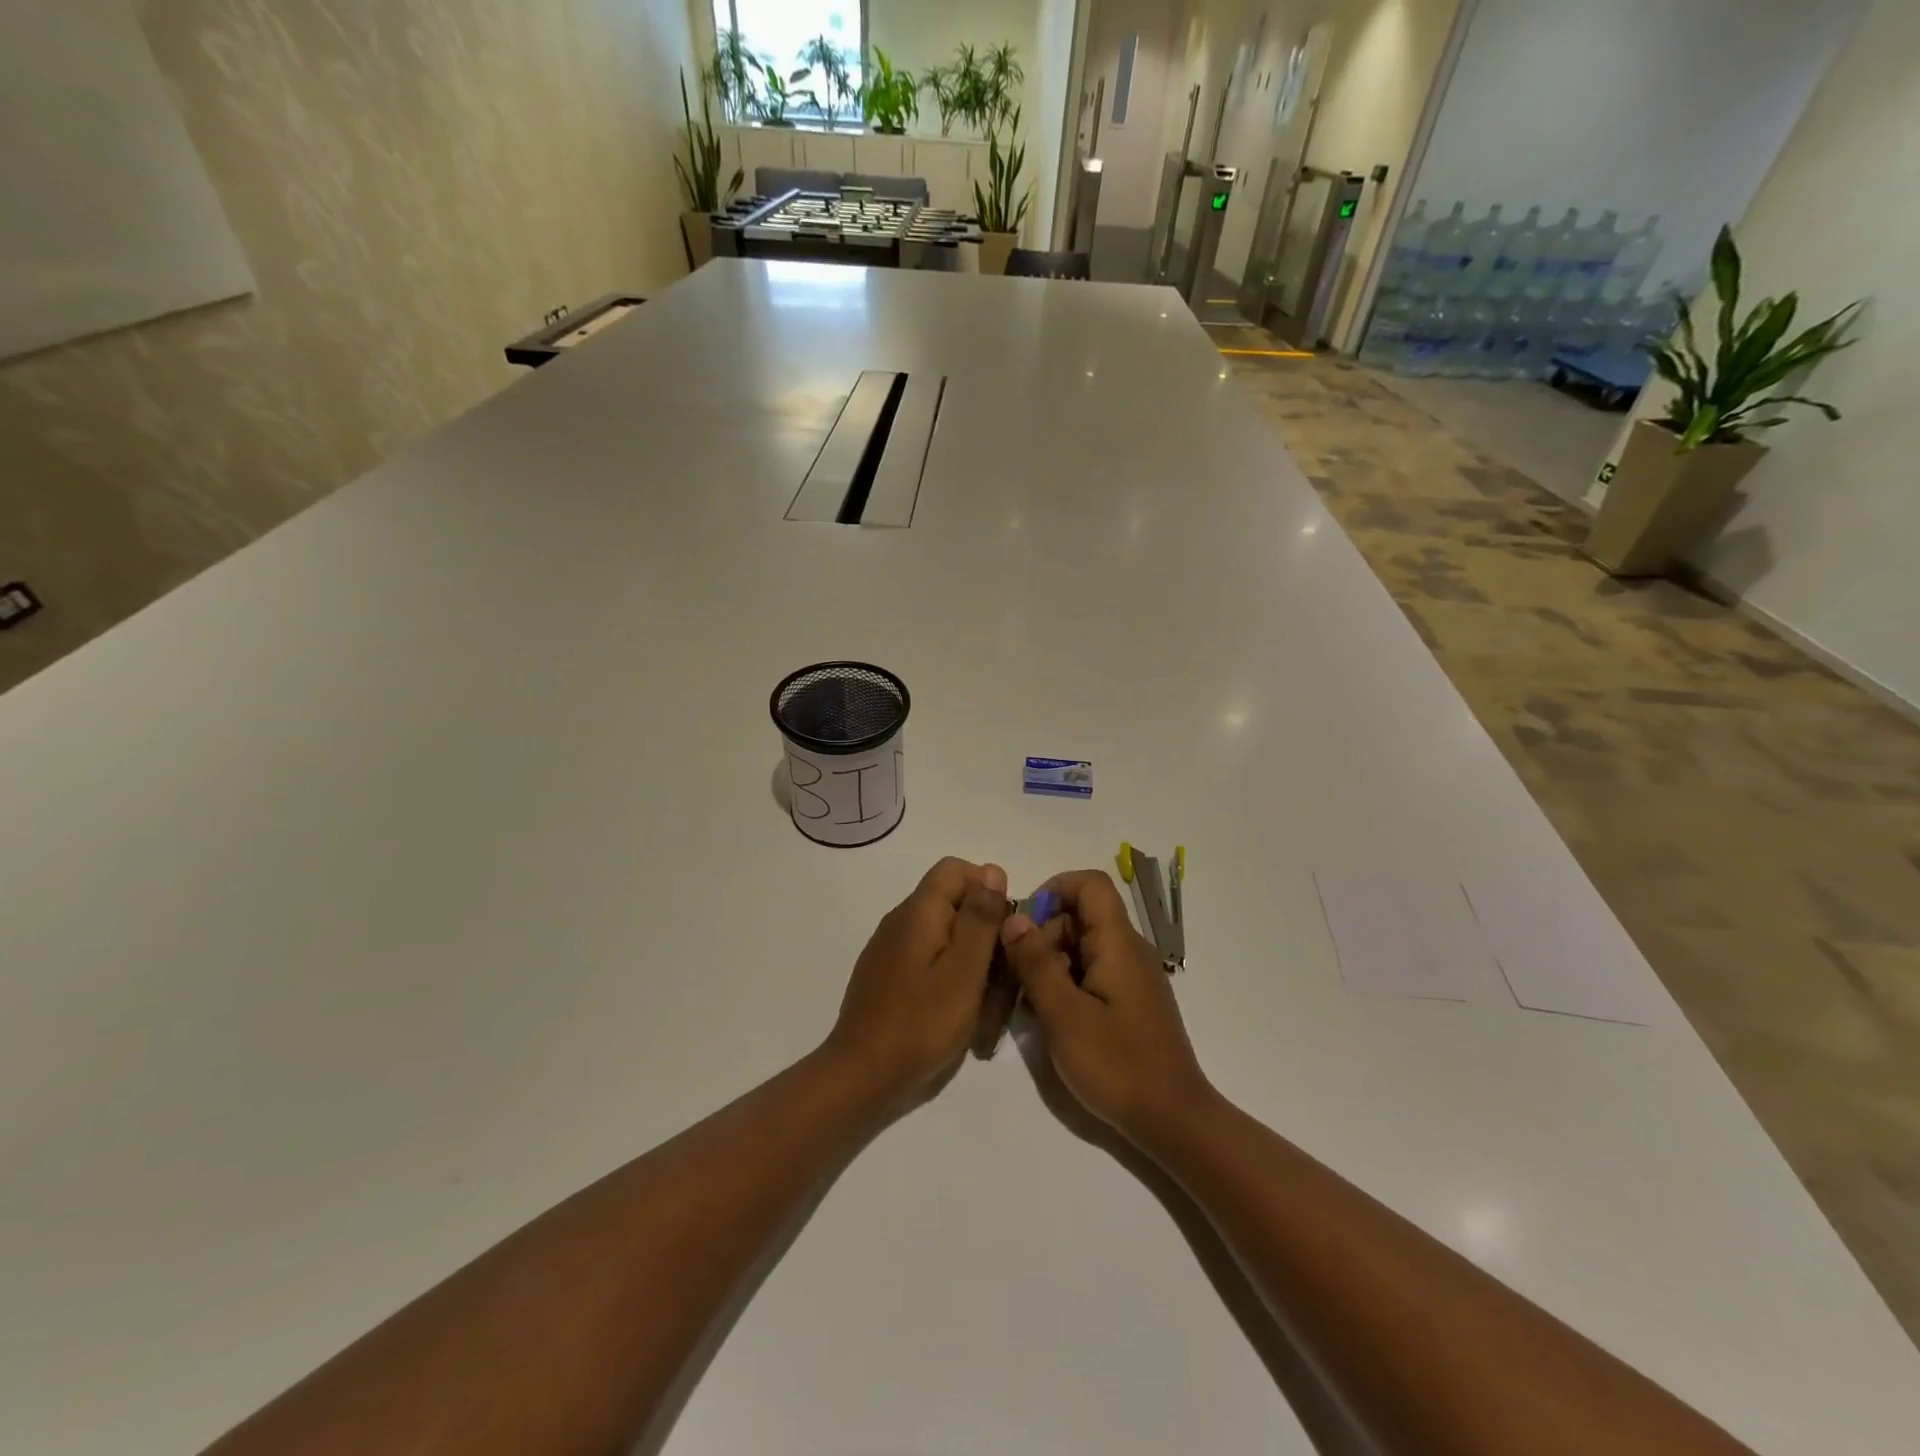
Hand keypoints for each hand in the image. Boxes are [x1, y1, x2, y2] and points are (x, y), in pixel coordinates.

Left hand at [827, 857, 1009, 1108]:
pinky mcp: (886, 975)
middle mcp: (900, 920)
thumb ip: (980, 919)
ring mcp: (889, 949)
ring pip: (942, 934)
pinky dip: (948, 975)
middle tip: (1000, 975)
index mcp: (918, 911)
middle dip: (982, 931)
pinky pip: (926, 959)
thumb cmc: (921, 1023)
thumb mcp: (964, 971)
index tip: (1004, 930)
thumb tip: (993, 870)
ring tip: (983, 1001)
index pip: (956, 869)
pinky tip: (956, 1011)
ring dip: (969, 959)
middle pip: (951, 902)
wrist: (861, 1075)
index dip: (987, 889)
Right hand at [1000, 869, 1214, 1146]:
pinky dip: (1066, 981)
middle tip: (1017, 974)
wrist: (1173, 1121)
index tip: (1024, 925)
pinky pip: (1092, 971)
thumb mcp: (1065, 1015)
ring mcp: (1131, 976)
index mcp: (1118, 943)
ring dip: (1050, 961)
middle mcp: (1128, 950)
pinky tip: (1049, 1015)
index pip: (1090, 884)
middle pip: (1081, 915)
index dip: (1054, 890)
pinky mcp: (1130, 1000)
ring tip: (1028, 999)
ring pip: (1083, 944)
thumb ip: (1036, 963)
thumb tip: (1014, 918)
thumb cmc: (1117, 1065)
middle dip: (1043, 933)